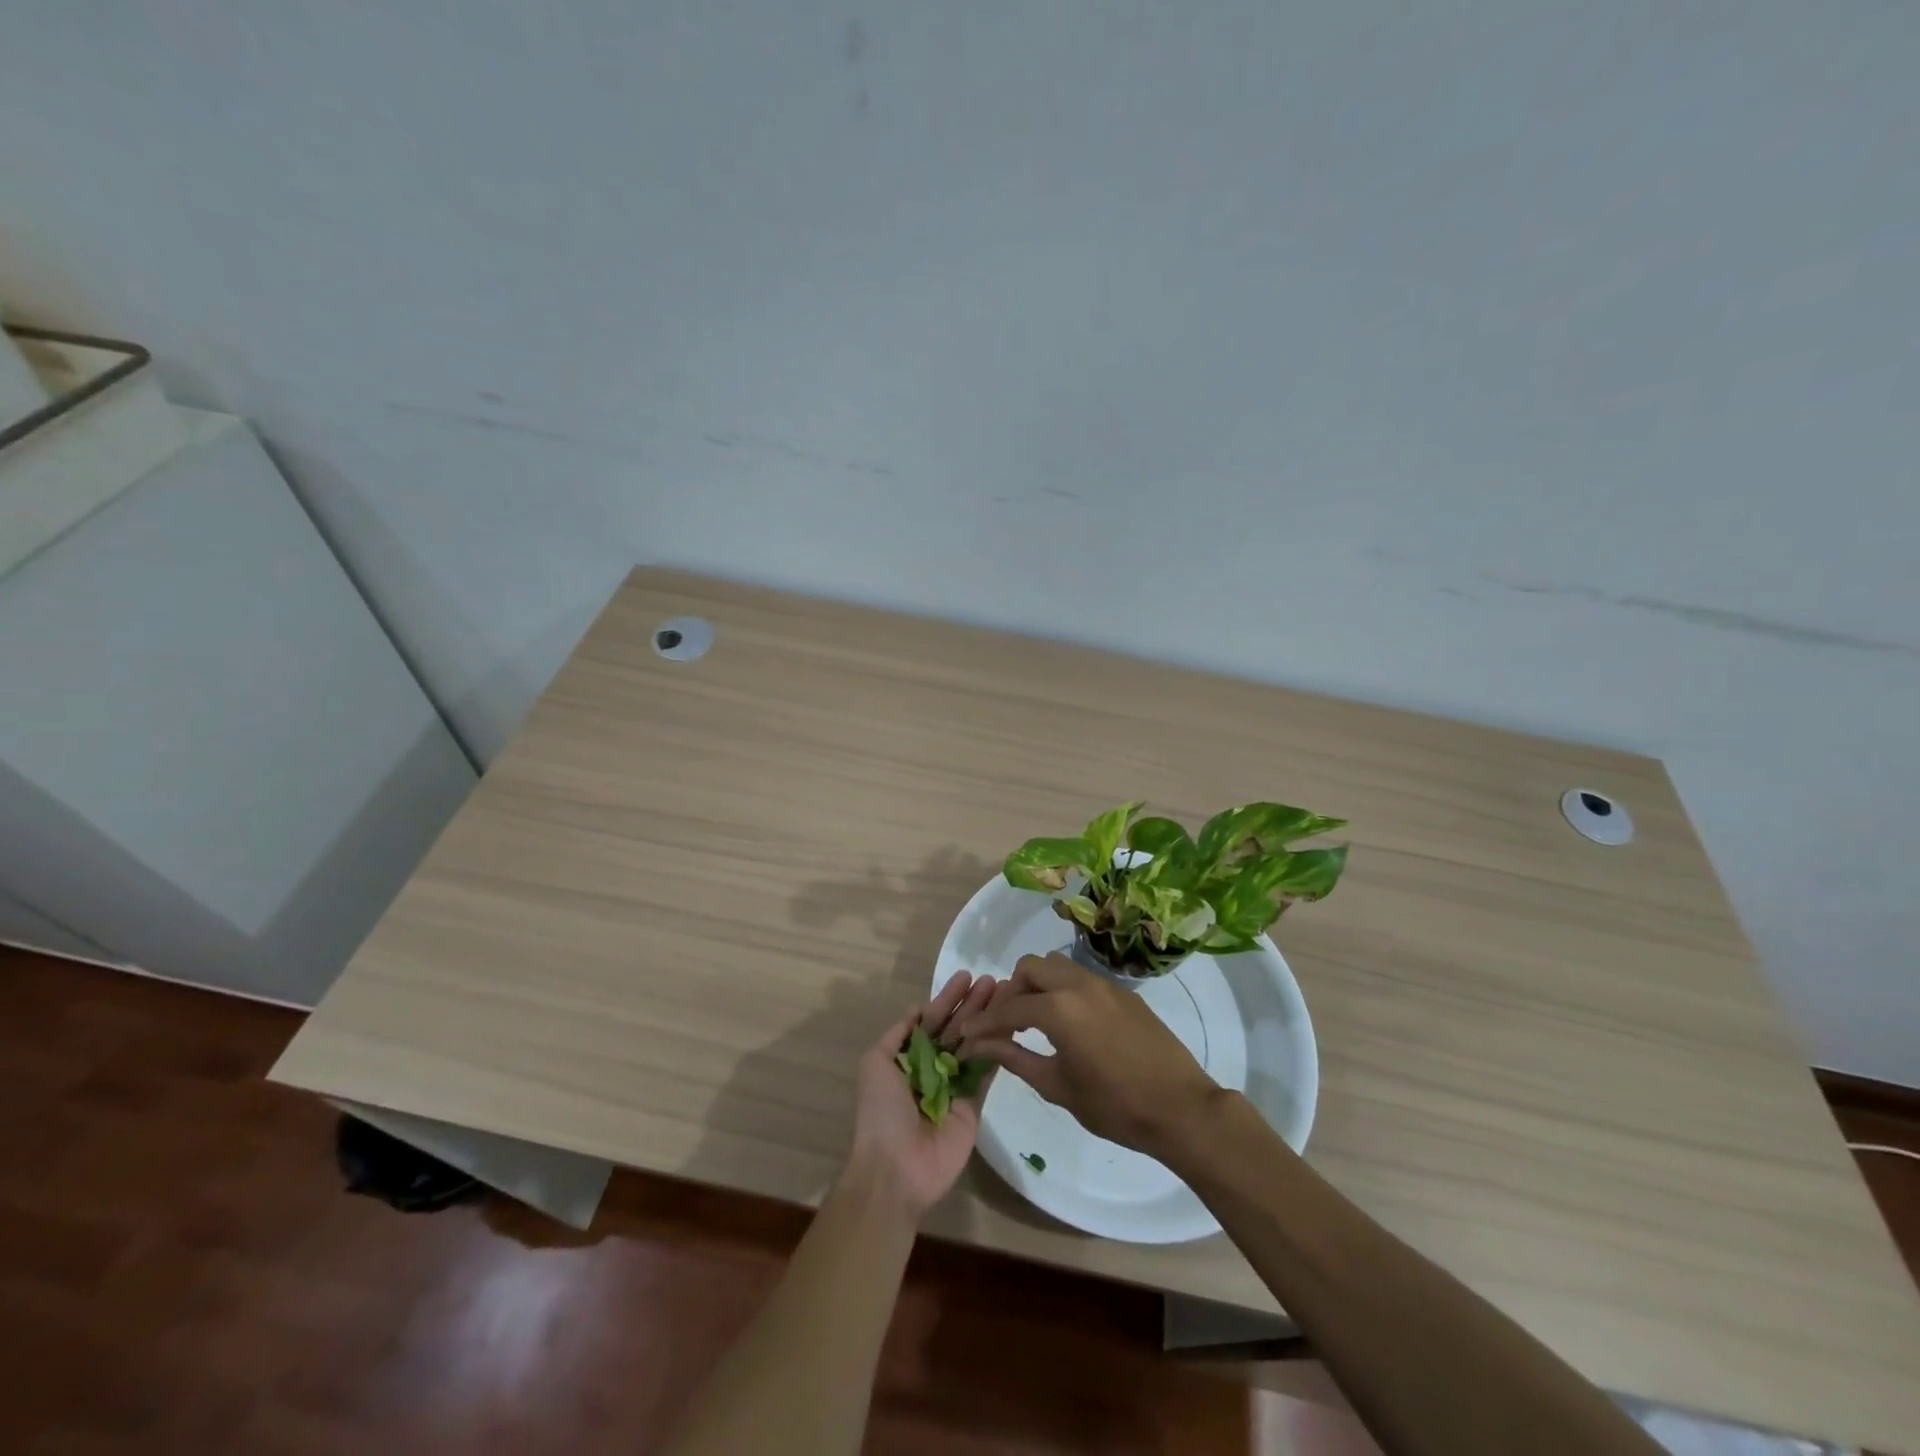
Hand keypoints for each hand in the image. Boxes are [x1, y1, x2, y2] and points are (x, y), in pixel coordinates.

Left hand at [848, 970, 999, 1220]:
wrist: (895, 1169)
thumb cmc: (880, 1112)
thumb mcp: (875, 1064)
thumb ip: (898, 1035)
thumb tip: (918, 1009)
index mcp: (907, 1058)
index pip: (930, 1020)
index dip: (947, 998)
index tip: (966, 976)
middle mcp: (931, 1068)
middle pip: (955, 1028)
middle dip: (972, 1003)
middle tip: (993, 980)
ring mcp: (954, 1086)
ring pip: (974, 1044)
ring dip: (988, 1019)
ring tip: (1006, 994)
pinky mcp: (973, 1105)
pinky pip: (986, 1072)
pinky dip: (998, 1048)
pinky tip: (1010, 1024)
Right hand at [953, 952, 1218, 1155]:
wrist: (1180, 1108)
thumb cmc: (1114, 1105)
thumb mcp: (1057, 1086)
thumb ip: (1016, 1059)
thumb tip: (982, 1046)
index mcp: (1059, 1009)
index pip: (1009, 1008)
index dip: (984, 1022)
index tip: (967, 1034)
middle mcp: (1078, 985)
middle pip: (1031, 967)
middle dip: (1012, 991)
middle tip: (1007, 1023)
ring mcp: (1104, 984)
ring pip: (1058, 966)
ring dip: (1039, 985)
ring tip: (1037, 1020)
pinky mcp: (1123, 992)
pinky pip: (1082, 978)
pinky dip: (1064, 991)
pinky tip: (1070, 1024)